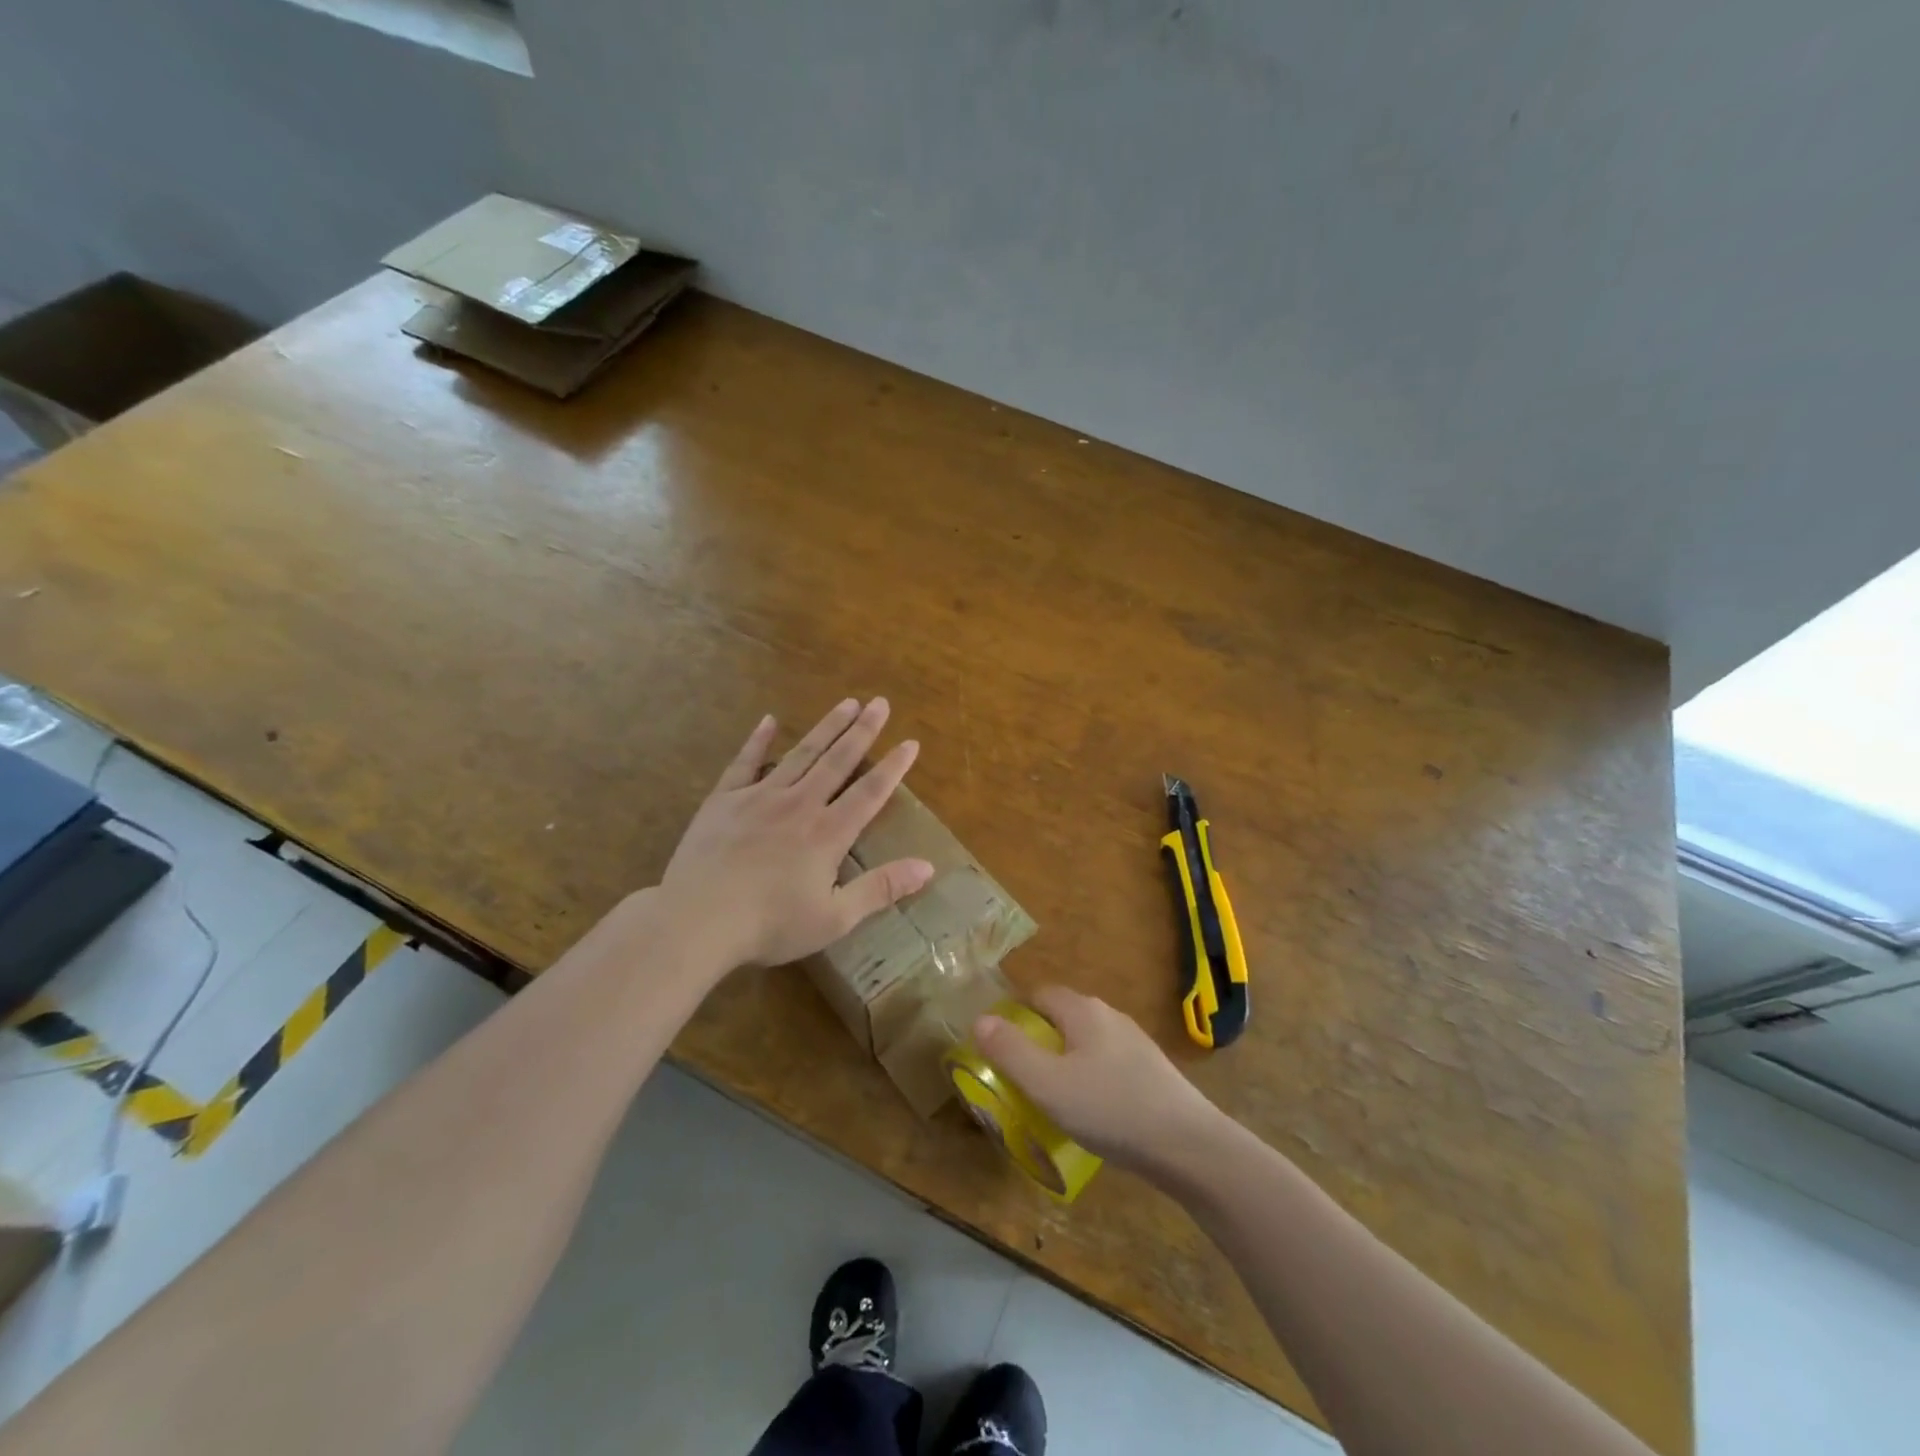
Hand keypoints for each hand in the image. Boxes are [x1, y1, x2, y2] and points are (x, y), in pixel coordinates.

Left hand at [657, 697, 933, 974]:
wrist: (697, 920)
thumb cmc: (770, 925)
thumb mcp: (835, 918)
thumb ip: (881, 889)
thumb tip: (928, 867)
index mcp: (828, 833)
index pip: (870, 792)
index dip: (893, 767)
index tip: (911, 742)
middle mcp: (799, 804)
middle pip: (838, 761)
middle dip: (863, 731)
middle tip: (880, 702)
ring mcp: (760, 797)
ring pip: (801, 754)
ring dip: (826, 727)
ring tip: (846, 703)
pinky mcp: (724, 800)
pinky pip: (745, 762)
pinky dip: (758, 740)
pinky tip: (768, 720)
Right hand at [972, 987, 1222, 1176]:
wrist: (1189, 1145)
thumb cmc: (1110, 1108)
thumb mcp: (1047, 1084)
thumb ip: (1010, 1051)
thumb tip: (980, 1020)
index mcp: (1082, 1010)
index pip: (1039, 994)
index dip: (1015, 1015)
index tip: (1001, 1049)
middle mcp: (1109, 1015)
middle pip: (1063, 1017)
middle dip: (1039, 1040)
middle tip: (1022, 1078)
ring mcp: (1135, 1042)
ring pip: (1087, 1042)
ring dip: (1066, 1062)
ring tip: (1054, 1100)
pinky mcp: (1152, 1070)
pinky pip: (1108, 1064)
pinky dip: (1092, 1079)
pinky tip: (1094, 1113)